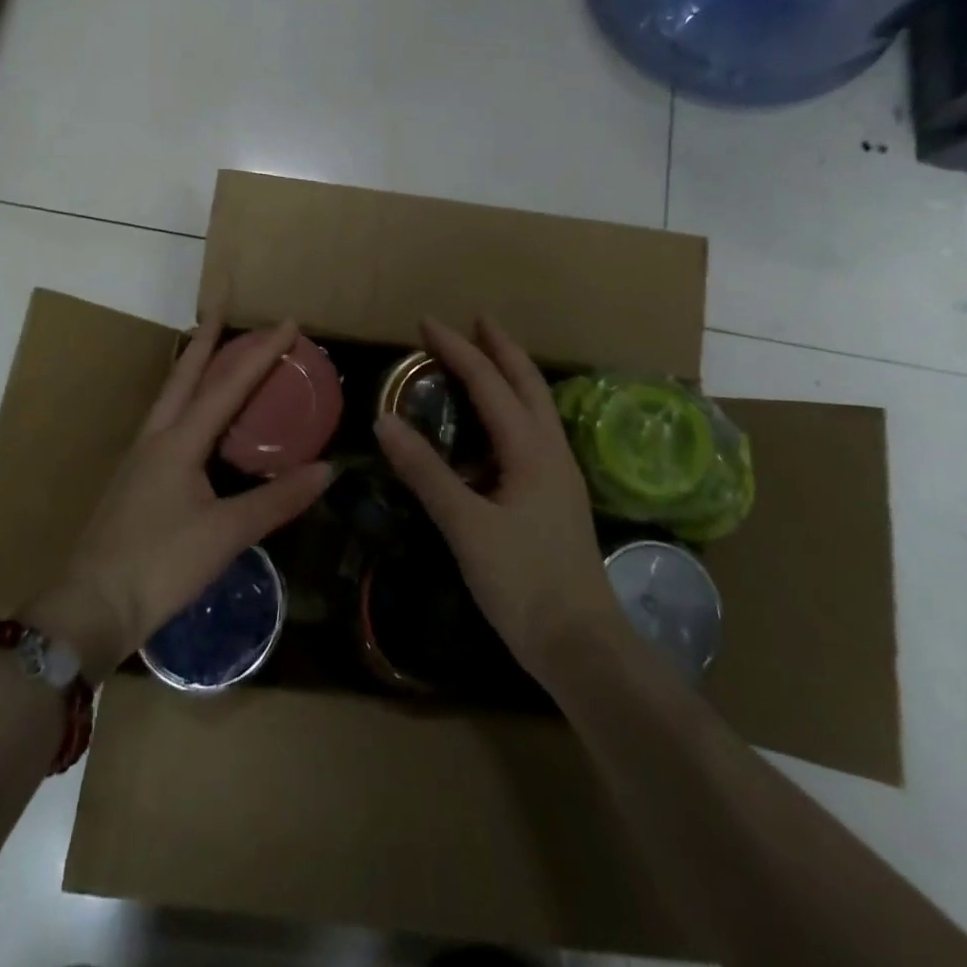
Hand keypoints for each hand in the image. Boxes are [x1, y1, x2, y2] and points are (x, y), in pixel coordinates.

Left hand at [26, 317, 331, 679]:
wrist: (92, 607)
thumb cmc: (160, 564)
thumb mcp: (226, 533)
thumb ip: (277, 500)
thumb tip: (327, 470)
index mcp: (178, 442)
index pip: (227, 386)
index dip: (260, 354)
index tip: (287, 323)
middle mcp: (156, 439)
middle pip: (183, 377)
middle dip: (205, 340)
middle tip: (221, 308)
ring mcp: (140, 460)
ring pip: (170, 399)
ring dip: (191, 370)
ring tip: (211, 354)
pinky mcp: (134, 482)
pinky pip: (166, 425)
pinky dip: (185, 404)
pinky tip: (193, 421)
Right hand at [374, 316, 623, 685]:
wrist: (582, 645)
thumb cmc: (523, 582)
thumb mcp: (466, 525)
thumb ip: (426, 472)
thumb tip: (385, 420)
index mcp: (531, 450)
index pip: (490, 382)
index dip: (458, 349)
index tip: (427, 323)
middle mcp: (551, 451)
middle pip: (527, 383)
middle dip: (500, 348)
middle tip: (475, 321)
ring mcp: (559, 475)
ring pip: (535, 408)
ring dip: (510, 376)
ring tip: (483, 362)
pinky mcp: (555, 498)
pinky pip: (531, 435)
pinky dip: (510, 412)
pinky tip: (491, 431)